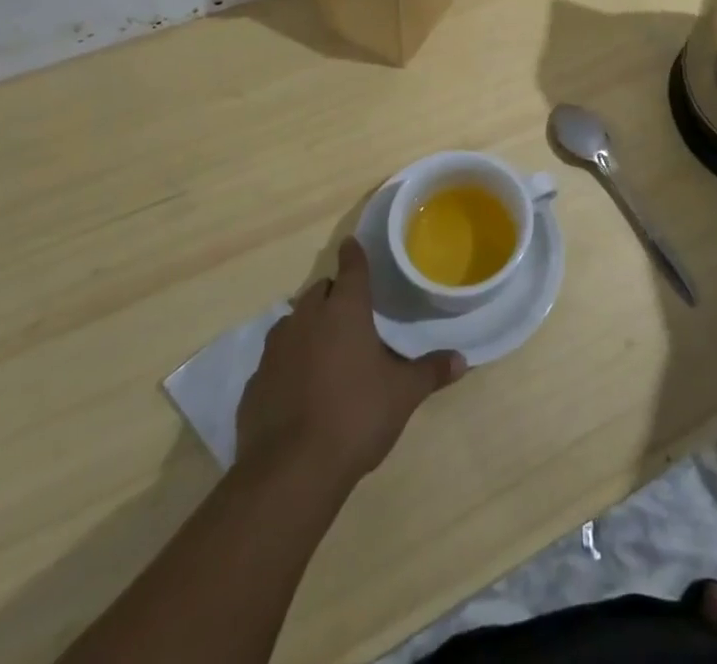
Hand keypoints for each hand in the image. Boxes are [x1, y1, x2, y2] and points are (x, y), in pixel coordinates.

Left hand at [236, 238, 464, 487]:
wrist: (290, 472)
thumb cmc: (356, 417)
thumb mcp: (403, 394)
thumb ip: (430, 372)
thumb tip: (462, 360)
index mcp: (345, 311)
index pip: (351, 268)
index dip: (354, 254)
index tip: (352, 244)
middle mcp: (307, 319)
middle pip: (319, 291)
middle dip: (333, 294)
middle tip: (350, 310)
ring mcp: (275, 350)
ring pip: (292, 321)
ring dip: (307, 324)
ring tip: (324, 345)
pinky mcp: (254, 383)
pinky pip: (273, 359)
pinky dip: (287, 362)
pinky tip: (298, 385)